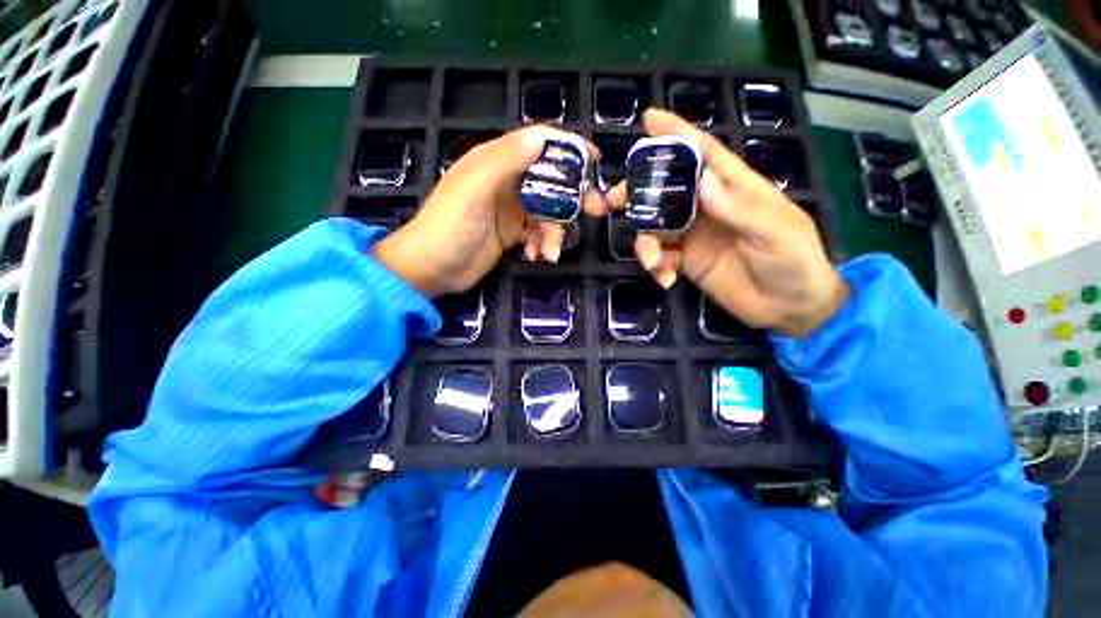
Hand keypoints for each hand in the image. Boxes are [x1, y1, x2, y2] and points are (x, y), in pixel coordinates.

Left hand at [373, 126, 602, 297]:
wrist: (430, 270)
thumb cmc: (449, 227)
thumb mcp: (474, 190)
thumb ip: (505, 162)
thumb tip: (542, 137)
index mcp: (496, 162)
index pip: (538, 144)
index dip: (567, 149)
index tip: (594, 161)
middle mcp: (507, 182)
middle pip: (551, 181)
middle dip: (573, 197)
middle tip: (595, 212)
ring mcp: (511, 210)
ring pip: (548, 213)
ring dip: (554, 233)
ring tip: (549, 252)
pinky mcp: (512, 234)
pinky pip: (538, 235)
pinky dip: (542, 245)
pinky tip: (535, 257)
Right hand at [598, 109, 847, 336]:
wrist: (788, 308)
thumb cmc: (794, 262)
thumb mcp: (776, 232)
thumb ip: (738, 208)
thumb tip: (701, 180)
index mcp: (734, 188)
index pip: (704, 153)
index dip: (677, 134)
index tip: (648, 119)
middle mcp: (708, 207)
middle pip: (666, 189)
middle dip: (638, 191)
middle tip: (613, 200)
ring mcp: (693, 235)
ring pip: (655, 226)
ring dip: (645, 242)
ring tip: (653, 262)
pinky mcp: (685, 262)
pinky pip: (660, 257)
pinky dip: (656, 266)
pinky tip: (665, 280)